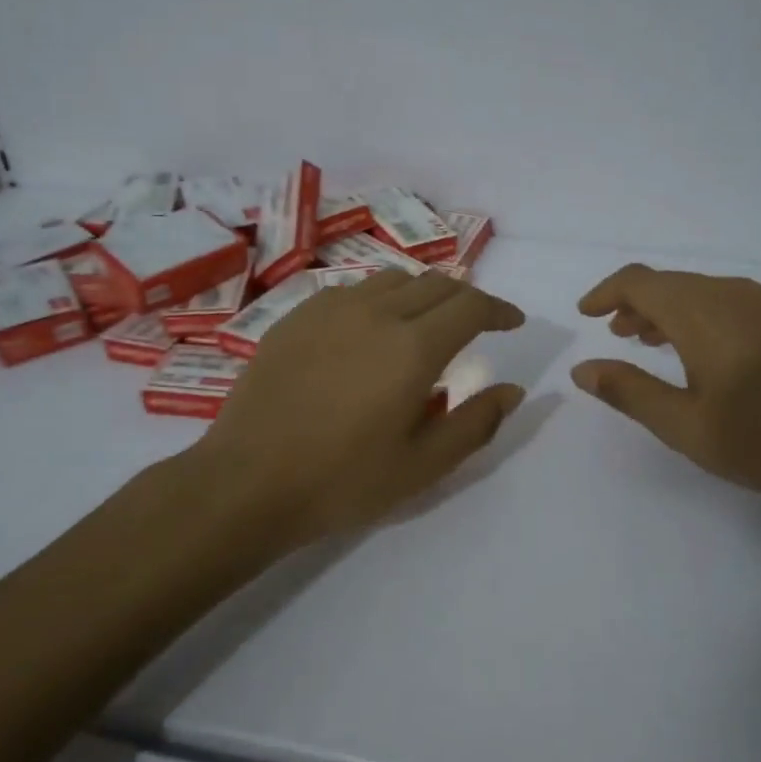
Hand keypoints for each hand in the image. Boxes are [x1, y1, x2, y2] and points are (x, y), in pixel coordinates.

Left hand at [192, 270, 526, 545]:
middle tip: (476, 325)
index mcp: (414, 347)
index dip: (500, 309)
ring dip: (422, 294)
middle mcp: (377, 312)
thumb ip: (476, 423)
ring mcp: (331, 308)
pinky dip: (378, 300)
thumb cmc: (343, 481)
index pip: (472, 306)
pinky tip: (369, 330)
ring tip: (424, 323)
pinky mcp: (296, 315)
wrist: (247, 482)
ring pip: (393, 280)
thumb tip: (512, 390)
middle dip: (466, 299)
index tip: (513, 322)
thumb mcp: (423, 466)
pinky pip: (352, 290)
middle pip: (437, 283)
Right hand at [571, 264, 760, 513]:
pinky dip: (708, 315)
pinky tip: (714, 350)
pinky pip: (738, 301)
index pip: (640, 281)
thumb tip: (582, 369)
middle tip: (618, 335)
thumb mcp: (687, 427)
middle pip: (673, 283)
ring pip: (706, 290)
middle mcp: (736, 294)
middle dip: (638, 304)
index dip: (607, 291)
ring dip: (673, 310)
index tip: (587, 313)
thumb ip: (630, 392)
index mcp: (703, 315)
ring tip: (655, 342)